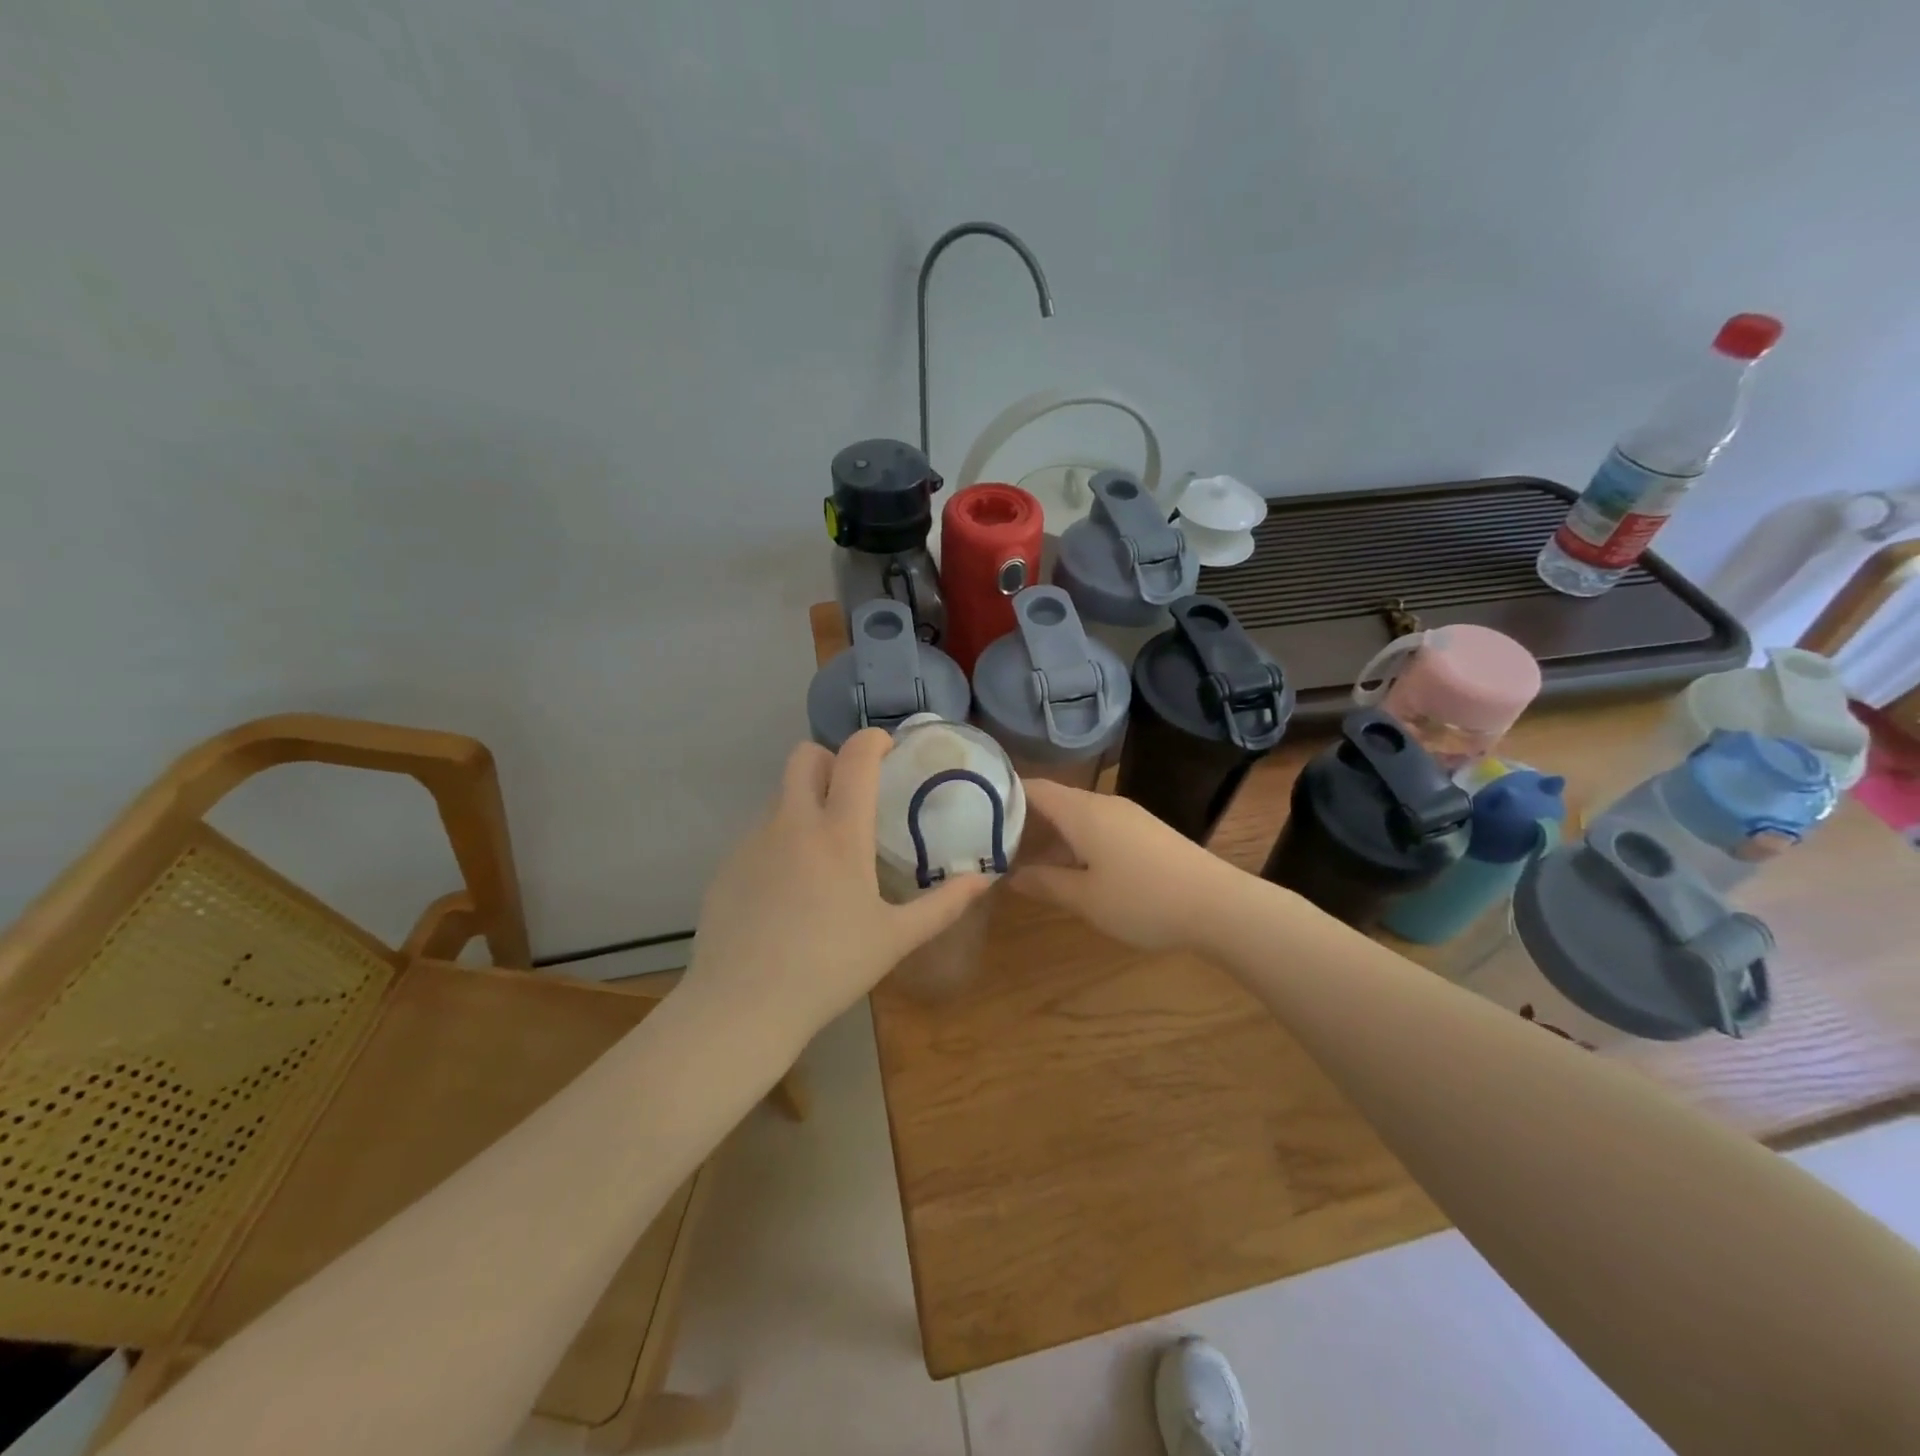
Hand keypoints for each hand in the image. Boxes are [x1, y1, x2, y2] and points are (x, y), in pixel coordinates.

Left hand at [684, 730, 993, 1038]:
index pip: (855, 757)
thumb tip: (984, 879)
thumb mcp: (895, 938)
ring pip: (780, 795)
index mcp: (839, 833)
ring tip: (824, 851)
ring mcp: (753, 841)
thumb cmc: (830, 967)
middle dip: (830, 760)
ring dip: (805, 802)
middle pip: (804, 756)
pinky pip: (759, 833)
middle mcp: (793, 823)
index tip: (888, 749)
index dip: (873, 740)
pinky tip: (788, 888)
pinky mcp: (728, 864)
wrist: (743, 1005)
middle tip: (852, 794)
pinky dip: (781, 840)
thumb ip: (943, 904)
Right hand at [1009, 780, 1241, 950]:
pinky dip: (1074, 842)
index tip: (974, 810)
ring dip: (1049, 836)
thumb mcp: (1085, 899)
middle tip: (991, 844)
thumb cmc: (1143, 900)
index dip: (1003, 795)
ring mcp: (1128, 817)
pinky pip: (1097, 828)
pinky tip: (1069, 869)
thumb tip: (1010, 875)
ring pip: (1076, 817)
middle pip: (1054, 801)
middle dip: (1023, 821)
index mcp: (1082, 811)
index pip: (1033, 788)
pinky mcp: (1145, 833)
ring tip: (1023, 861)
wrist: (1219, 905)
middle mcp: (1103, 804)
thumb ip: (1045, 884)